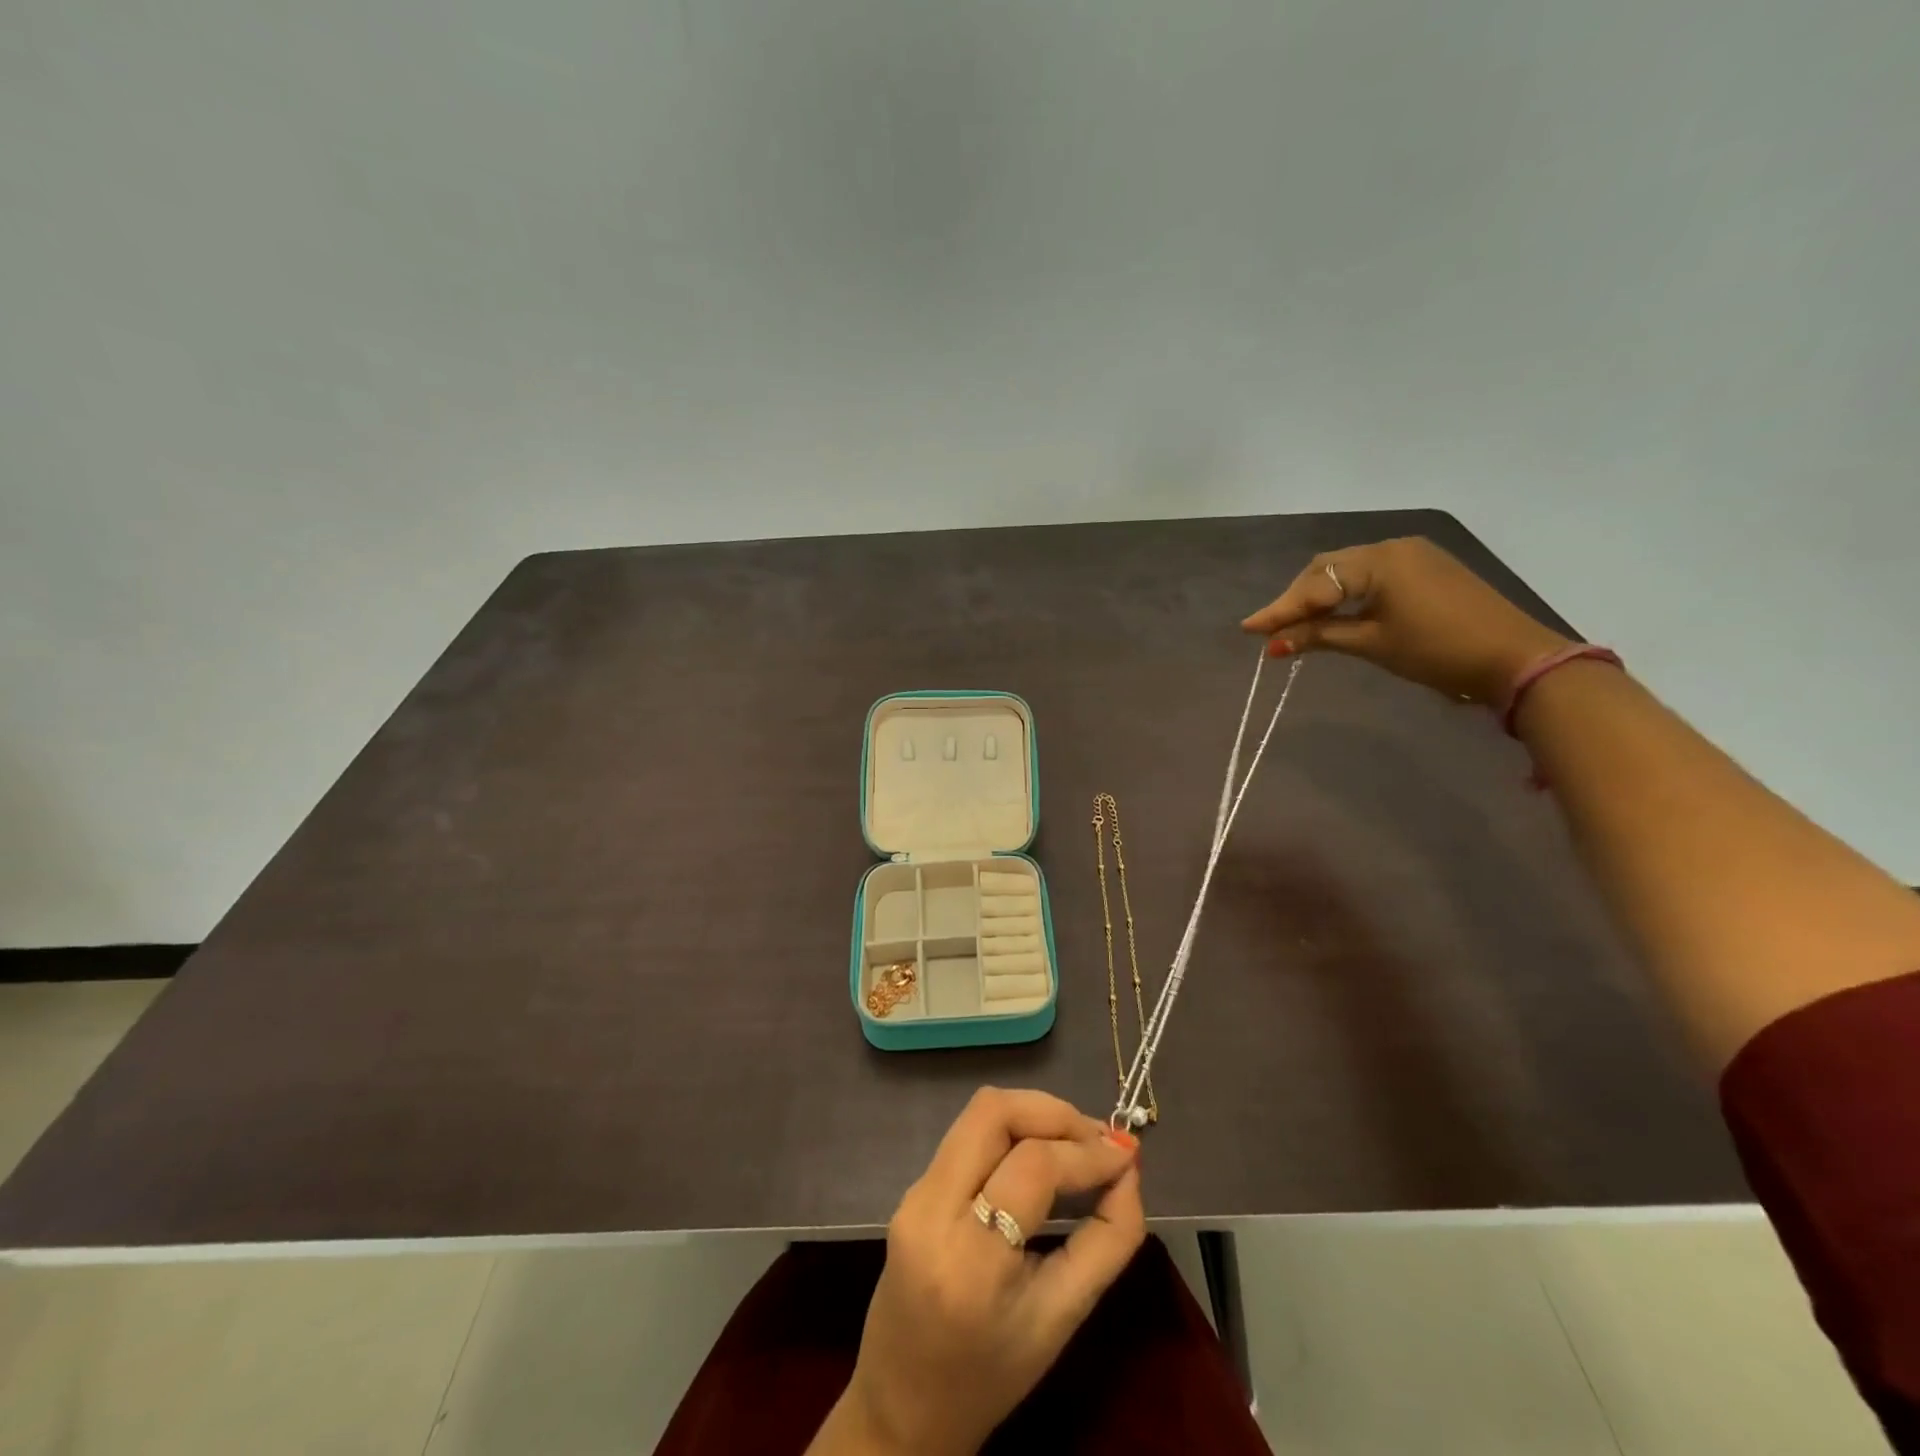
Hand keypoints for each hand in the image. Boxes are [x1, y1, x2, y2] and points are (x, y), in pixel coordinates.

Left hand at [810, 1088, 1143, 1455]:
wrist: (903, 1406)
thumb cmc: (991, 1375)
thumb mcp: (1062, 1319)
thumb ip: (1107, 1241)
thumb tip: (1129, 1170)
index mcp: (970, 1259)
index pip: (1032, 1166)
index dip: (1085, 1151)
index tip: (1127, 1154)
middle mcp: (932, 1209)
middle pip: (994, 1113)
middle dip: (1054, 1113)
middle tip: (1098, 1139)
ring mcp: (914, 1193)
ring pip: (979, 1114)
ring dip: (1034, 1115)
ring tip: (1076, 1143)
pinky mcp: (911, 1187)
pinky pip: (967, 1136)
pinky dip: (1012, 1133)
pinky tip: (1042, 1156)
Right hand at [1240, 537, 1570, 705]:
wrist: (1515, 659)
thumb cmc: (1438, 651)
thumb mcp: (1372, 644)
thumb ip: (1319, 637)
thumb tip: (1273, 646)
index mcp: (1380, 561)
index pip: (1315, 583)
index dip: (1281, 609)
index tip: (1248, 629)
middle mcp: (1393, 547)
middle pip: (1327, 569)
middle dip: (1297, 599)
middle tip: (1270, 629)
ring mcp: (1412, 555)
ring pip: (1348, 571)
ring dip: (1319, 596)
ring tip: (1295, 625)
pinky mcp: (1426, 569)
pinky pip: (1371, 575)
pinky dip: (1345, 594)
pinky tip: (1333, 613)